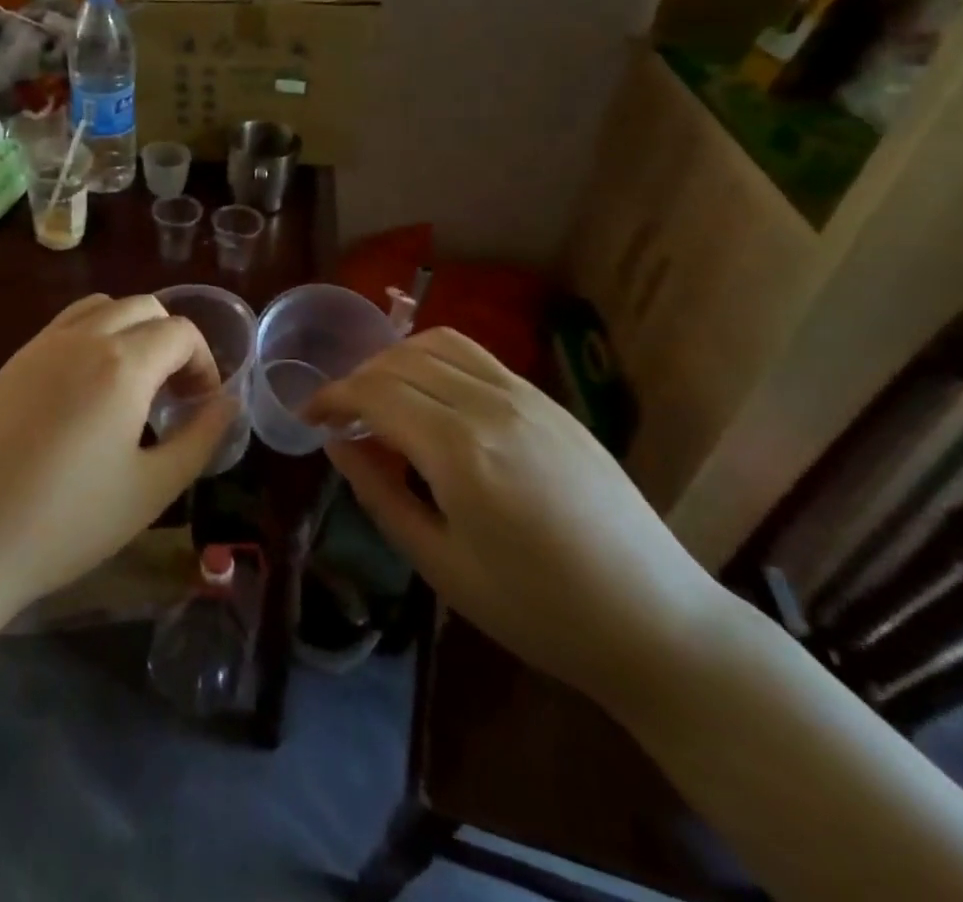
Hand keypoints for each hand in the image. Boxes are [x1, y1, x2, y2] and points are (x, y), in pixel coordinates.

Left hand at [0, 294, 233, 618]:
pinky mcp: (9, 365)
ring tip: (131, 386)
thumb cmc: (65, 523)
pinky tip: (84, 397)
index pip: (180, 332)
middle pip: (143, 307)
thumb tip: (228, 404)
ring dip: (130, 331)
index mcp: (122, 363)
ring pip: (100, 309)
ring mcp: (38, 347)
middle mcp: (81, 338)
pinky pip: (63, 329)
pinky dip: (91, 340)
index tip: (201, 407)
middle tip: (172, 395)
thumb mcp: (151, 489)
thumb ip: (200, 438)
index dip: (204, 364)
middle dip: (171, 341)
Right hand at [305, 328, 730, 714]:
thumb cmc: (538, 611)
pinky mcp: (549, 400)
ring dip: (395, 359)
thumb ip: (380, 494)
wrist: (654, 619)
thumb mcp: (441, 565)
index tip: (308, 416)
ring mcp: (525, 395)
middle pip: (400, 360)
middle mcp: (490, 404)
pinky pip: (476, 356)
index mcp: (460, 451)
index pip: (374, 393)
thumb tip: (337, 445)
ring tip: (381, 398)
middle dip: (357, 379)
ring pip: (438, 343)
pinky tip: (431, 397)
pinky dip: (435, 360)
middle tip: (340, 416)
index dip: (331, 397)